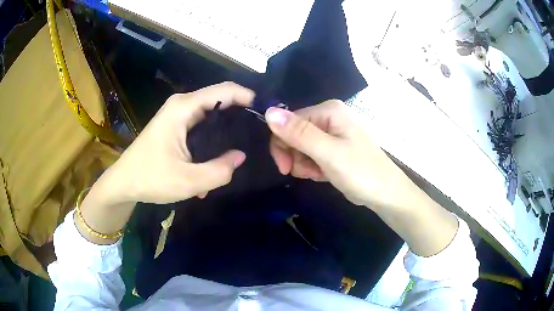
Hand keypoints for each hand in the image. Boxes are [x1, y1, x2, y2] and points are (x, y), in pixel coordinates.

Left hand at [105, 82, 254, 204]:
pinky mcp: (175, 126)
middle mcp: (182, 105)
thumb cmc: (150, 178)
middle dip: (240, 115)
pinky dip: (212, 139)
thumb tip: (240, 156)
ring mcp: (177, 115)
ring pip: (211, 114)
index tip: (267, 114)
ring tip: (240, 150)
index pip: (225, 90)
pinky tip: (215, 161)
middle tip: (259, 135)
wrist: (123, 183)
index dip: (248, 97)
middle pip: (220, 100)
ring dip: (225, 131)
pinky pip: (201, 126)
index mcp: (184, 108)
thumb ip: (220, 170)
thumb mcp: (189, 181)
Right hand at [265, 100, 410, 208]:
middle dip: (294, 156)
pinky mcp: (332, 149)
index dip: (282, 143)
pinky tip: (323, 175)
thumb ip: (299, 133)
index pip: (289, 121)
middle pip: (293, 133)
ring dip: (304, 164)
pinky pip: (310, 155)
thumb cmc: (361, 172)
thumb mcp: (328, 153)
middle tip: (304, 173)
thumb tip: (268, 112)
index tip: (284, 167)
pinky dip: (312, 167)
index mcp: (328, 111)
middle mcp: (329, 118)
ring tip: (319, 174)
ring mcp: (331, 134)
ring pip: (300, 147)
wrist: (385, 194)